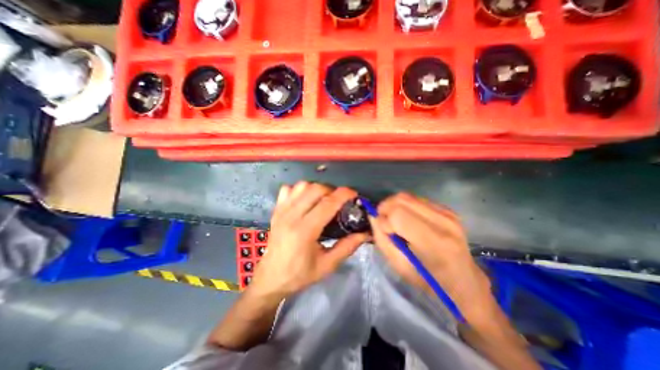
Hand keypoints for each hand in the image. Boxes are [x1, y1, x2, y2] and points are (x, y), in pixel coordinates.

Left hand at [249, 183, 368, 300]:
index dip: (344, 194)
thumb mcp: (327, 265)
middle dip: (332, 190)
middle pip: (316, 189)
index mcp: (305, 231)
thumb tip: (365, 233)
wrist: (271, 278)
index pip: (328, 204)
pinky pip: (288, 189)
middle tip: (339, 200)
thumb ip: (347, 247)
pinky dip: (300, 189)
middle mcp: (291, 216)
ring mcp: (281, 211)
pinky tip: (305, 199)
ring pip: (302, 186)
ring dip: (317, 188)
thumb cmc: (299, 274)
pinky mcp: (276, 210)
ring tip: (323, 199)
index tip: (354, 194)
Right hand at [371, 192, 493, 321]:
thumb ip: (382, 239)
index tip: (382, 230)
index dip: (383, 219)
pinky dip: (405, 206)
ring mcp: (447, 212)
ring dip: (394, 206)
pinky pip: (416, 199)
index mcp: (433, 241)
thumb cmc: (429, 280)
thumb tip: (373, 217)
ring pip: (407, 196)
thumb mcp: (399, 266)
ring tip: (393, 220)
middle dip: (385, 208)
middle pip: (401, 199)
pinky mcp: (447, 209)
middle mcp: (442, 221)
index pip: (398, 214)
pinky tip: (407, 219)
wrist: (464, 281)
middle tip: (383, 221)